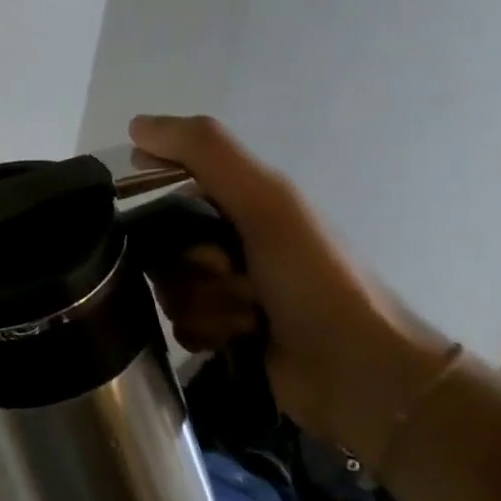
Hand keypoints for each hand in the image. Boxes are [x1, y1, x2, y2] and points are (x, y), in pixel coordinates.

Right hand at [129, 114, 446, 456]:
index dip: (155, 196)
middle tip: (224, 271)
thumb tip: (136, 125)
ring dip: (200, 302)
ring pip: (168, 286)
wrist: (364, 375)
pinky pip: (180, 324)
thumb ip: (205, 152)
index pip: (168, 184)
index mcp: (243, 203)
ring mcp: (228, 289)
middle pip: (161, 243)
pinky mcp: (225, 332)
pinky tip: (235, 339)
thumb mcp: (265, 201)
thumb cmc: (315, 278)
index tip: (157, 216)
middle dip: (185, 263)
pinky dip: (204, 331)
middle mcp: (231, 241)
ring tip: (243, 316)